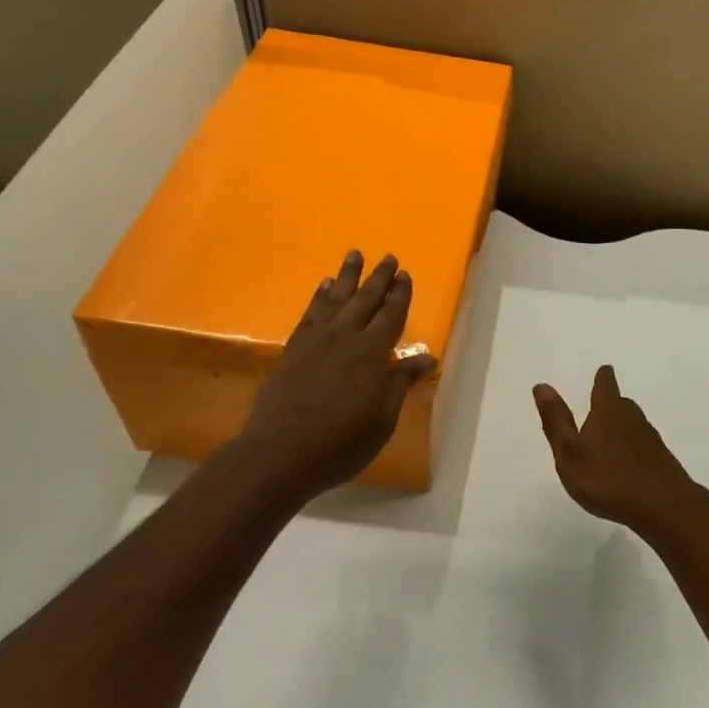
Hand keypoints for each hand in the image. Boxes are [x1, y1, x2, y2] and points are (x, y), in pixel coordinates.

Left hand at [238, 252, 437, 502]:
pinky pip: (310, 314)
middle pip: (365, 300)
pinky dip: (319, 297)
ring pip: (336, 299)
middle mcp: (345, 339)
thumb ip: (400, 383)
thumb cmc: (342, 442)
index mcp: (372, 354)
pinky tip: (323, 288)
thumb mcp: (383, 418)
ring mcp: (316, 342)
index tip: (406, 275)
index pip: (391, 316)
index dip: (400, 296)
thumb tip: (426, 357)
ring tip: (354, 255)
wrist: (282, 452)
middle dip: (379, 278)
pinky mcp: (293, 350)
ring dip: (347, 277)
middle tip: (388, 257)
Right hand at [533, 365, 697, 532]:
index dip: (603, 378)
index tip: (604, 371)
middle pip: (622, 404)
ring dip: (623, 428)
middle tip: (601, 408)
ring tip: (609, 439)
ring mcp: (651, 440)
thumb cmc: (607, 479)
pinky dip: (633, 450)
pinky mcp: (662, 461)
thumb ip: (556, 421)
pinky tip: (627, 467)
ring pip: (634, 425)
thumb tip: (541, 386)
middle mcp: (632, 419)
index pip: (605, 385)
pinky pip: (644, 447)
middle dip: (611, 404)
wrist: (662, 506)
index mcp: (608, 412)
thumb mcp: (569, 453)